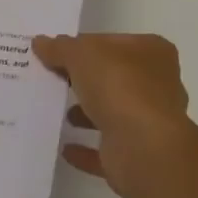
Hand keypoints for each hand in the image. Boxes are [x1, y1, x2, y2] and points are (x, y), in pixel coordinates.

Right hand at [31, 32, 194, 197]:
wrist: (143, 148)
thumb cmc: (119, 85)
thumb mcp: (81, 54)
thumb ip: (60, 48)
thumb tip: (40, 42)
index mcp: (152, 51)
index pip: (112, 42)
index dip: (84, 44)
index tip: (58, 52)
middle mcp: (157, 84)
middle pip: (114, 76)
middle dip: (87, 79)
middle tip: (54, 79)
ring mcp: (150, 122)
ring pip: (113, 112)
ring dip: (88, 113)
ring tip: (59, 111)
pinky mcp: (137, 156)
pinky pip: (106, 149)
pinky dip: (87, 149)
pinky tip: (65, 148)